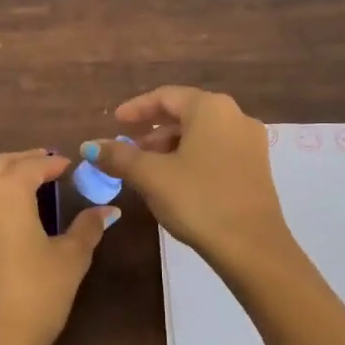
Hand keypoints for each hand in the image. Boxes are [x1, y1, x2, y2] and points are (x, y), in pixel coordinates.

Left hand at [0, 135, 117, 344]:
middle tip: (41, 159)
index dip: (53, 164)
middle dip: (23, 160)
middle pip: (2, 166)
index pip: (35, 167)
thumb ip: (87, 229)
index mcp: (13, 193)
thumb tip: (108, 210)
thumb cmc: (36, 297)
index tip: (67, 166)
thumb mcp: (69, 261)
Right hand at [82, 86, 291, 270]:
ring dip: (171, 145)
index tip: (115, 122)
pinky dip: (191, 156)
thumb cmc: (198, 200)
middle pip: (185, 113)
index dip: (136, 108)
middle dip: (153, 130)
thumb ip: (118, 156)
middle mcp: (235, 116)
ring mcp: (250, 142)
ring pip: (201, 133)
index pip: (166, 96)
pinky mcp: (256, 167)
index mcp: (210, 108)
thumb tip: (88, 145)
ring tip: (146, 168)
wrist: (252, 247)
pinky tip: (174, 180)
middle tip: (127, 147)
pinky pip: (216, 150)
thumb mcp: (151, 177)